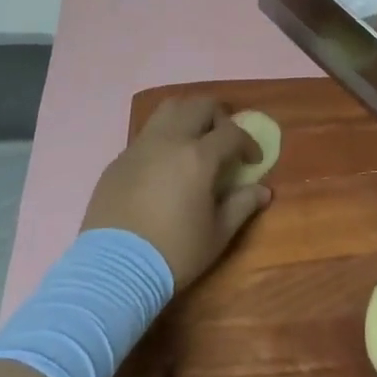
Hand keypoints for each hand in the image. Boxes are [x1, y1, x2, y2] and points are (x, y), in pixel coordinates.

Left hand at [82, 98, 269, 289]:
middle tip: (224, 141)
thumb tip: (263, 191)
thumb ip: (242, 206)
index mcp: (198, 157)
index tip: (252, 160)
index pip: (232, 132)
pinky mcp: (119, 160)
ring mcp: (140, 146)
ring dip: (189, 116)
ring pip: (168, 109)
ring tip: (194, 140)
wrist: (113, 271)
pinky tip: (164, 166)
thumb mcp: (217, 235)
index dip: (248, 142)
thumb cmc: (173, 253)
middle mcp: (169, 140)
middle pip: (199, 105)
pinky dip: (163, 138)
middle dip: (219, 117)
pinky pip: (146, 134)